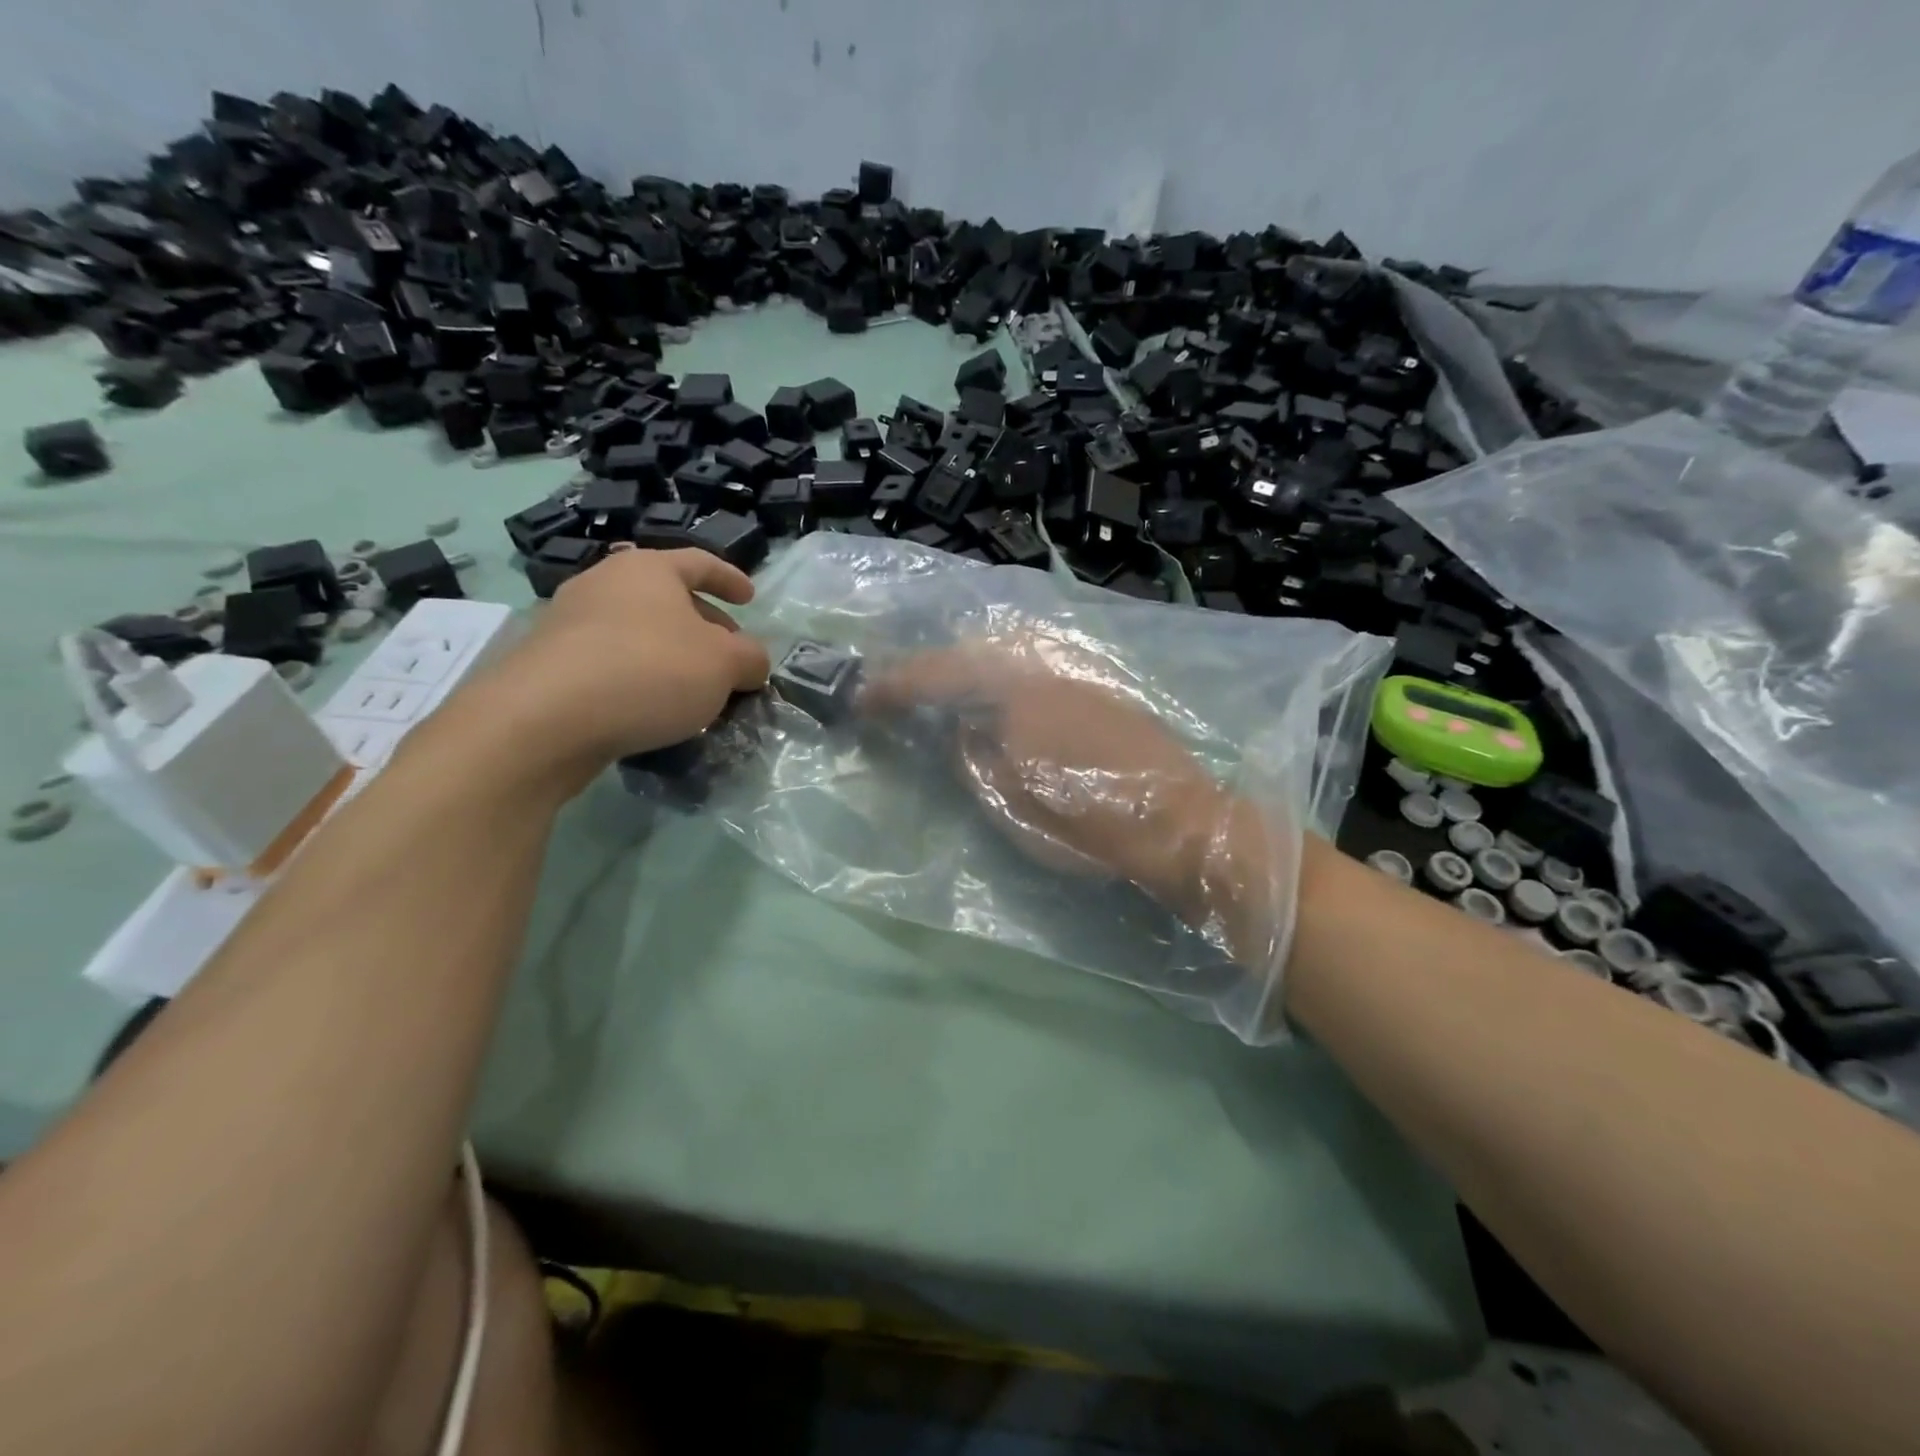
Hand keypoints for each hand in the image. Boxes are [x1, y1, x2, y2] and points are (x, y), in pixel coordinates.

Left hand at [460, 549, 770, 790]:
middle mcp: (604, 583)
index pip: (700, 562)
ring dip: (671, 653)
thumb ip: (750, 659)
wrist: (545, 718)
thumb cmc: (650, 671)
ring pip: (638, 630)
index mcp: (648, 568)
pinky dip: (639, 675)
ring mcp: (569, 620)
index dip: (730, 579)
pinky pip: (611, 659)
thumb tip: (752, 662)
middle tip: (728, 655)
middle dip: (704, 624)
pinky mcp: (549, 661)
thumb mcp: (725, 665)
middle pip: (667, 598)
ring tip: (693, 687)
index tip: (750, 599)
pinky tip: (652, 707)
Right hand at [861, 639, 1228, 901]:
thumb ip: (971, 760)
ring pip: (1006, 656)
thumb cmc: (1089, 822)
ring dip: (966, 670)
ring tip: (941, 693)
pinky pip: (1034, 669)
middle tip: (899, 692)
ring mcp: (1075, 672)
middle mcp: (1042, 667)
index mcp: (1014, 692)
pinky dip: (1003, 678)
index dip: (893, 687)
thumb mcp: (1010, 804)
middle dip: (929, 669)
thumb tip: (960, 732)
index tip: (860, 698)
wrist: (1181, 823)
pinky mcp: (1098, 686)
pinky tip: (999, 699)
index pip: (937, 678)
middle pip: (970, 652)